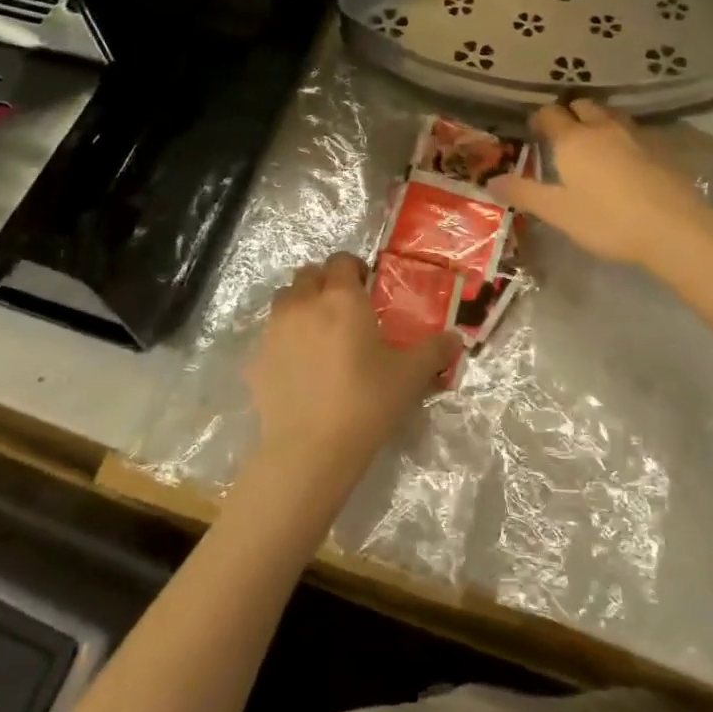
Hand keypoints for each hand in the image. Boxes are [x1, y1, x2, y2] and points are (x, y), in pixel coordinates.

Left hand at [247, 254, 457, 476]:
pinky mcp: (256, 359)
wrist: (309, 451)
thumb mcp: (410, 376)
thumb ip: (434, 351)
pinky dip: (284, 340)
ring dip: (300, 305)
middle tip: (343, 308)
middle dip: (324, 282)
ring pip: (284, 300)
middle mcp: (303, 303)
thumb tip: (456, 338)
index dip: (354, 268)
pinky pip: (269, 336)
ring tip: (318, 332)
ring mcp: (274, 330)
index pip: (342, 260)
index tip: (367, 287)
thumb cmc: (365, 403)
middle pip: (308, 274)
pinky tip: (299, 366)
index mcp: (341, 298)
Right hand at [489, 100, 707, 267]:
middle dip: (570, 114)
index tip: (534, 132)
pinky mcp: (661, 149)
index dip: (539, 119)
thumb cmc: (607, 220)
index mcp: (573, 139)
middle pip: (583, 106)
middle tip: (563, 136)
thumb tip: (491, 181)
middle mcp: (602, 127)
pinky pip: (634, 132)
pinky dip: (622, 137)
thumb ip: (524, 193)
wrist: (674, 228)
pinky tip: (624, 160)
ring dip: (598, 121)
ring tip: (593, 143)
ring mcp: (635, 135)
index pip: (550, 114)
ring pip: (611, 115)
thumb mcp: (558, 212)